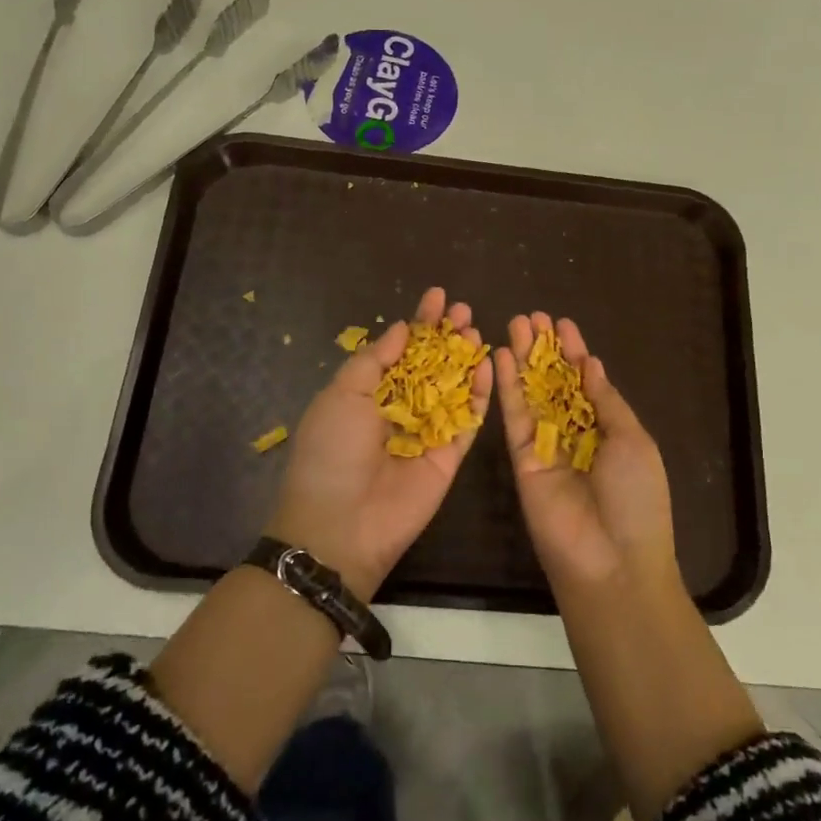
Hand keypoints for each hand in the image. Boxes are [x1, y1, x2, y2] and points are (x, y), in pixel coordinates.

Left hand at [267, 286, 492, 599]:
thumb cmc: (332, 451)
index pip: (400, 350)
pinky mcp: (450, 457)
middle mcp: (400, 409)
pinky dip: (482, 395)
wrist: (341, 525)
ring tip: (478, 330)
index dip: (419, 322)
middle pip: (431, 365)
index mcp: (368, 393)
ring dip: (466, 358)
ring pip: (454, 388)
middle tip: (464, 310)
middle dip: (446, 336)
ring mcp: (427, 432)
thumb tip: (402, 328)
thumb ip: (375, 360)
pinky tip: (489, 366)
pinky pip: (469, 421)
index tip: (438, 295)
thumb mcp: (342, 395)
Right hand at [495, 314, 676, 596]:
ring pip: (532, 394)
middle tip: (532, 315)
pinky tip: (503, 356)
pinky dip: (508, 387)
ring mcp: (547, 446)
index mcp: (608, 430)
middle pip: (555, 383)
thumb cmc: (636, 497)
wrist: (611, 560)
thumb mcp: (633, 440)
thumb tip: (591, 364)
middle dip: (545, 349)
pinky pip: (514, 417)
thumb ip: (606, 401)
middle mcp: (575, 434)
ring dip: (524, 359)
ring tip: (515, 322)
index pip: (586, 382)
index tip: (562, 323)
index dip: (574, 352)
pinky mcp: (521, 459)